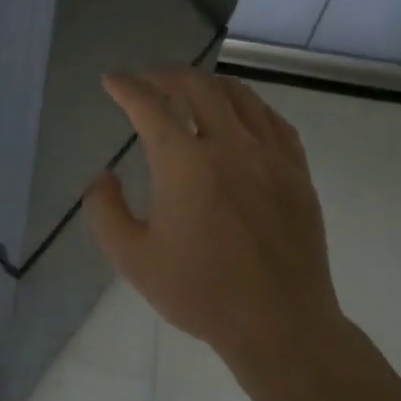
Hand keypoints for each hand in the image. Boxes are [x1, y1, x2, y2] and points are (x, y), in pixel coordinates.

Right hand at [84, 70, 346, 374]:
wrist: (279, 324)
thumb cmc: (200, 293)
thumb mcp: (133, 259)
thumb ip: (105, 212)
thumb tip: (103, 177)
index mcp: (185, 165)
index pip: (150, 107)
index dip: (127, 88)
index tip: (112, 80)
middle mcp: (230, 147)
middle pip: (197, 88)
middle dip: (166, 76)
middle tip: (148, 80)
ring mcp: (270, 157)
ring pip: (240, 96)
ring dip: (208, 84)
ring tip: (190, 88)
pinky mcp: (297, 173)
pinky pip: (274, 121)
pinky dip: (249, 106)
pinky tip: (241, 114)